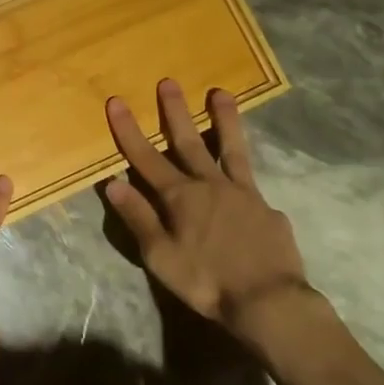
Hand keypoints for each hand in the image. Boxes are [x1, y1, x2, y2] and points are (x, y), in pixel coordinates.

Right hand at [104, 80, 312, 340]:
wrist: (270, 303)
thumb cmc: (206, 281)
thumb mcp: (160, 256)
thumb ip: (138, 217)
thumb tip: (113, 182)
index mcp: (179, 196)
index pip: (145, 156)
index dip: (128, 129)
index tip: (116, 101)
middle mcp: (209, 185)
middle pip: (188, 141)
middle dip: (175, 110)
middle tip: (168, 81)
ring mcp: (242, 194)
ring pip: (230, 148)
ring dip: (223, 119)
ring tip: (221, 93)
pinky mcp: (267, 209)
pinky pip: (253, 185)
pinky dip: (245, 177)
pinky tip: (246, 184)